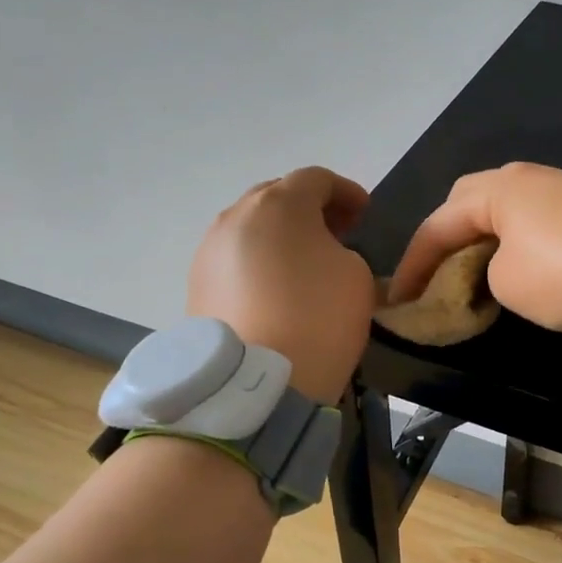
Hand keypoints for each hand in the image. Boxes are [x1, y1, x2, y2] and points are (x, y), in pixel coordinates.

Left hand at [188, 167, 376, 403]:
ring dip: (280, 236)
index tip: (365, 214)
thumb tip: (321, 254)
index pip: (317, 178)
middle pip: (277, 196)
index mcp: (280, 204)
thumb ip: (342, 248)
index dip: (347, 192)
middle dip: (310, 209)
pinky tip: (276, 290)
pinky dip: (258, 263)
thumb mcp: (356, 274)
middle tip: (336, 234)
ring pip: (251, 228)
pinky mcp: (196, 285)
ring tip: (304, 264)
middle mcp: (236, 216)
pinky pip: (235, 259)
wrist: (256, 383)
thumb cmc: (318, 317)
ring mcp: (209, 250)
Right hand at [388, 163, 561, 336]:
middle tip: (437, 271)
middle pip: (470, 201)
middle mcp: (528, 177)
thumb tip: (500, 268)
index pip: (439, 223)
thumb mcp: (507, 283)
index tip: (399, 298)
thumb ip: (485, 272)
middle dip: (447, 235)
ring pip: (505, 209)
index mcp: (498, 188)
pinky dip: (515, 241)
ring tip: (475, 272)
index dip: (414, 263)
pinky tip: (521, 265)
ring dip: (483, 237)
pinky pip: (535, 219)